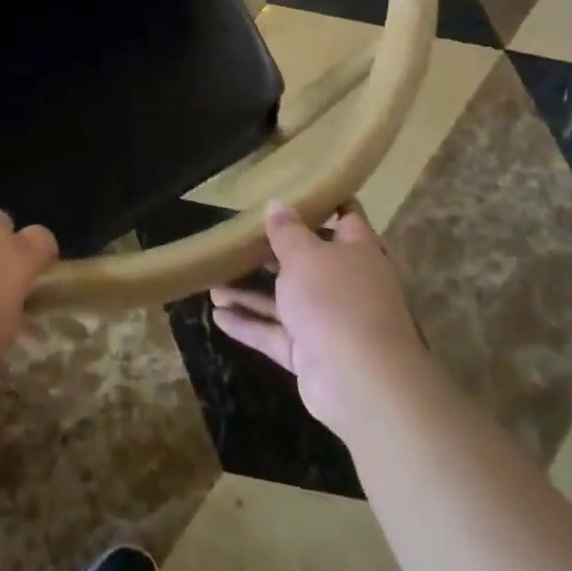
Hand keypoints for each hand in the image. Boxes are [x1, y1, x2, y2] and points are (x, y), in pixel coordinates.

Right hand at [211, 202, 422, 430]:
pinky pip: (274, 333)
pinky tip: (217, 315)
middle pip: (306, 261)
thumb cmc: (334, 299)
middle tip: (236, 239)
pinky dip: (248, 324)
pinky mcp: (310, 353)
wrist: (359, 381)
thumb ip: (286, 230)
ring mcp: (327, 321)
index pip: (347, 218)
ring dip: (249, 293)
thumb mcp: (305, 254)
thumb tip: (277, 204)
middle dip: (271, 253)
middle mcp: (344, 284)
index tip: (301, 188)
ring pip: (284, 300)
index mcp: (356, 252)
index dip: (328, 203)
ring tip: (212, 283)